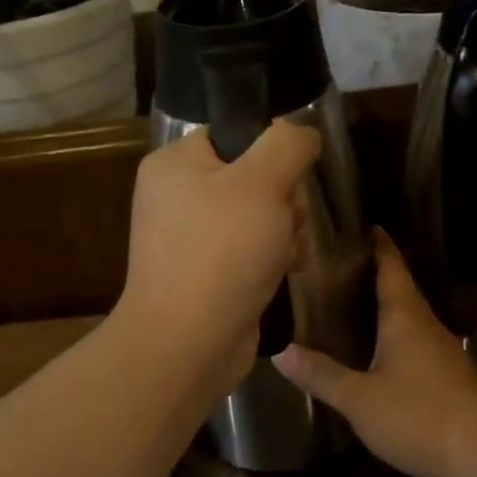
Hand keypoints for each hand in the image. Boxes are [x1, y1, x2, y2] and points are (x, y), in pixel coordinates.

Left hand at [116, 122, 319, 393]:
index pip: (234, 135)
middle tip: (287, 222)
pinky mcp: (205, 275)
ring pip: (258, 217)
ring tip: (286, 254)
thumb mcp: (262, 183)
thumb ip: (287, 145)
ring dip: (284, 232)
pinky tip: (285, 273)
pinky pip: (249, 252)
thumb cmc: (221, 253)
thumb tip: (302, 132)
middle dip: (283, 201)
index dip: (270, 153)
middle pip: (252, 178)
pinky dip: (271, 260)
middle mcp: (176, 197)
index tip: (288, 179)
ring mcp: (189, 240)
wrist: (188, 344)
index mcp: (174, 165)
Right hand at [273, 231, 476, 476]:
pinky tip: (379, 350)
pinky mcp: (451, 375)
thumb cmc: (418, 418)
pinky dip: (396, 333)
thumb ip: (321, 374)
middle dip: (375, 273)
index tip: (361, 224)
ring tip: (352, 303)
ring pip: (410, 316)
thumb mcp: (359, 399)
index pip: (391, 266)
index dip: (378, 244)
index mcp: (405, 317)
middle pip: (401, 288)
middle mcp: (427, 324)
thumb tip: (279, 351)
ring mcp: (444, 350)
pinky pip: (418, 340)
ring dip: (386, 305)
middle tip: (339, 266)